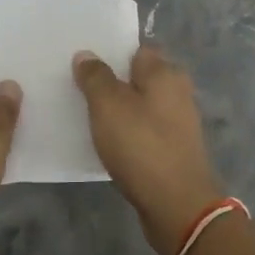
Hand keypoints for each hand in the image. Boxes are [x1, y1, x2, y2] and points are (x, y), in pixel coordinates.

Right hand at [73, 45, 222, 254]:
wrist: (177, 206)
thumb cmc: (141, 146)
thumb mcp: (108, 105)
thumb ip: (95, 76)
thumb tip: (86, 54)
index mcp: (165, 73)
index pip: (136, 49)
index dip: (110, 52)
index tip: (82, 60)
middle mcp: (177, 92)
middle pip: (138, 77)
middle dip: (111, 81)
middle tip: (77, 87)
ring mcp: (178, 122)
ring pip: (140, 105)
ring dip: (118, 109)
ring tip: (85, 114)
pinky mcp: (173, 149)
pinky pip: (144, 130)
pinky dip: (127, 132)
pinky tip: (107, 142)